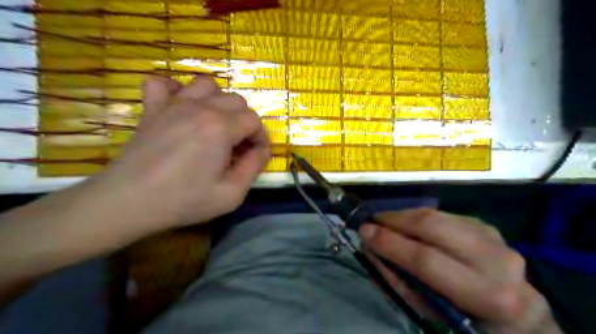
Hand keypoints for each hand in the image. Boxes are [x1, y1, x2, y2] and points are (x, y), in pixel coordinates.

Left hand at [98, 74, 271, 226]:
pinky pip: (163, 83)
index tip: (256, 156)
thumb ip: (254, 167)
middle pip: (236, 101)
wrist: (128, 202)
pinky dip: (176, 90)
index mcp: (221, 127)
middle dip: (245, 122)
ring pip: (207, 85)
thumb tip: (262, 150)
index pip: (254, 120)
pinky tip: (181, 106)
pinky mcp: (152, 108)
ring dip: (219, 102)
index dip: (261, 138)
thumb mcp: (231, 194)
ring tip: (216, 124)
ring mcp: (173, 104)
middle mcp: (200, 108)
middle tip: (238, 146)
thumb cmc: (184, 200)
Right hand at [359, 209, 564, 333]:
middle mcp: (497, 260)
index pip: (426, 260)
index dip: (390, 243)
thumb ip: (397, 280)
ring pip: (437, 215)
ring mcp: (495, 238)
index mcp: (486, 295)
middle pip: (433, 226)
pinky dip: (419, 216)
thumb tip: (371, 248)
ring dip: (404, 215)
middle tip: (371, 220)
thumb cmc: (466, 323)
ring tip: (384, 219)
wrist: (517, 318)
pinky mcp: (486, 226)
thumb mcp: (430, 315)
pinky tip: (408, 223)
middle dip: (394, 219)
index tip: (363, 231)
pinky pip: (443, 215)